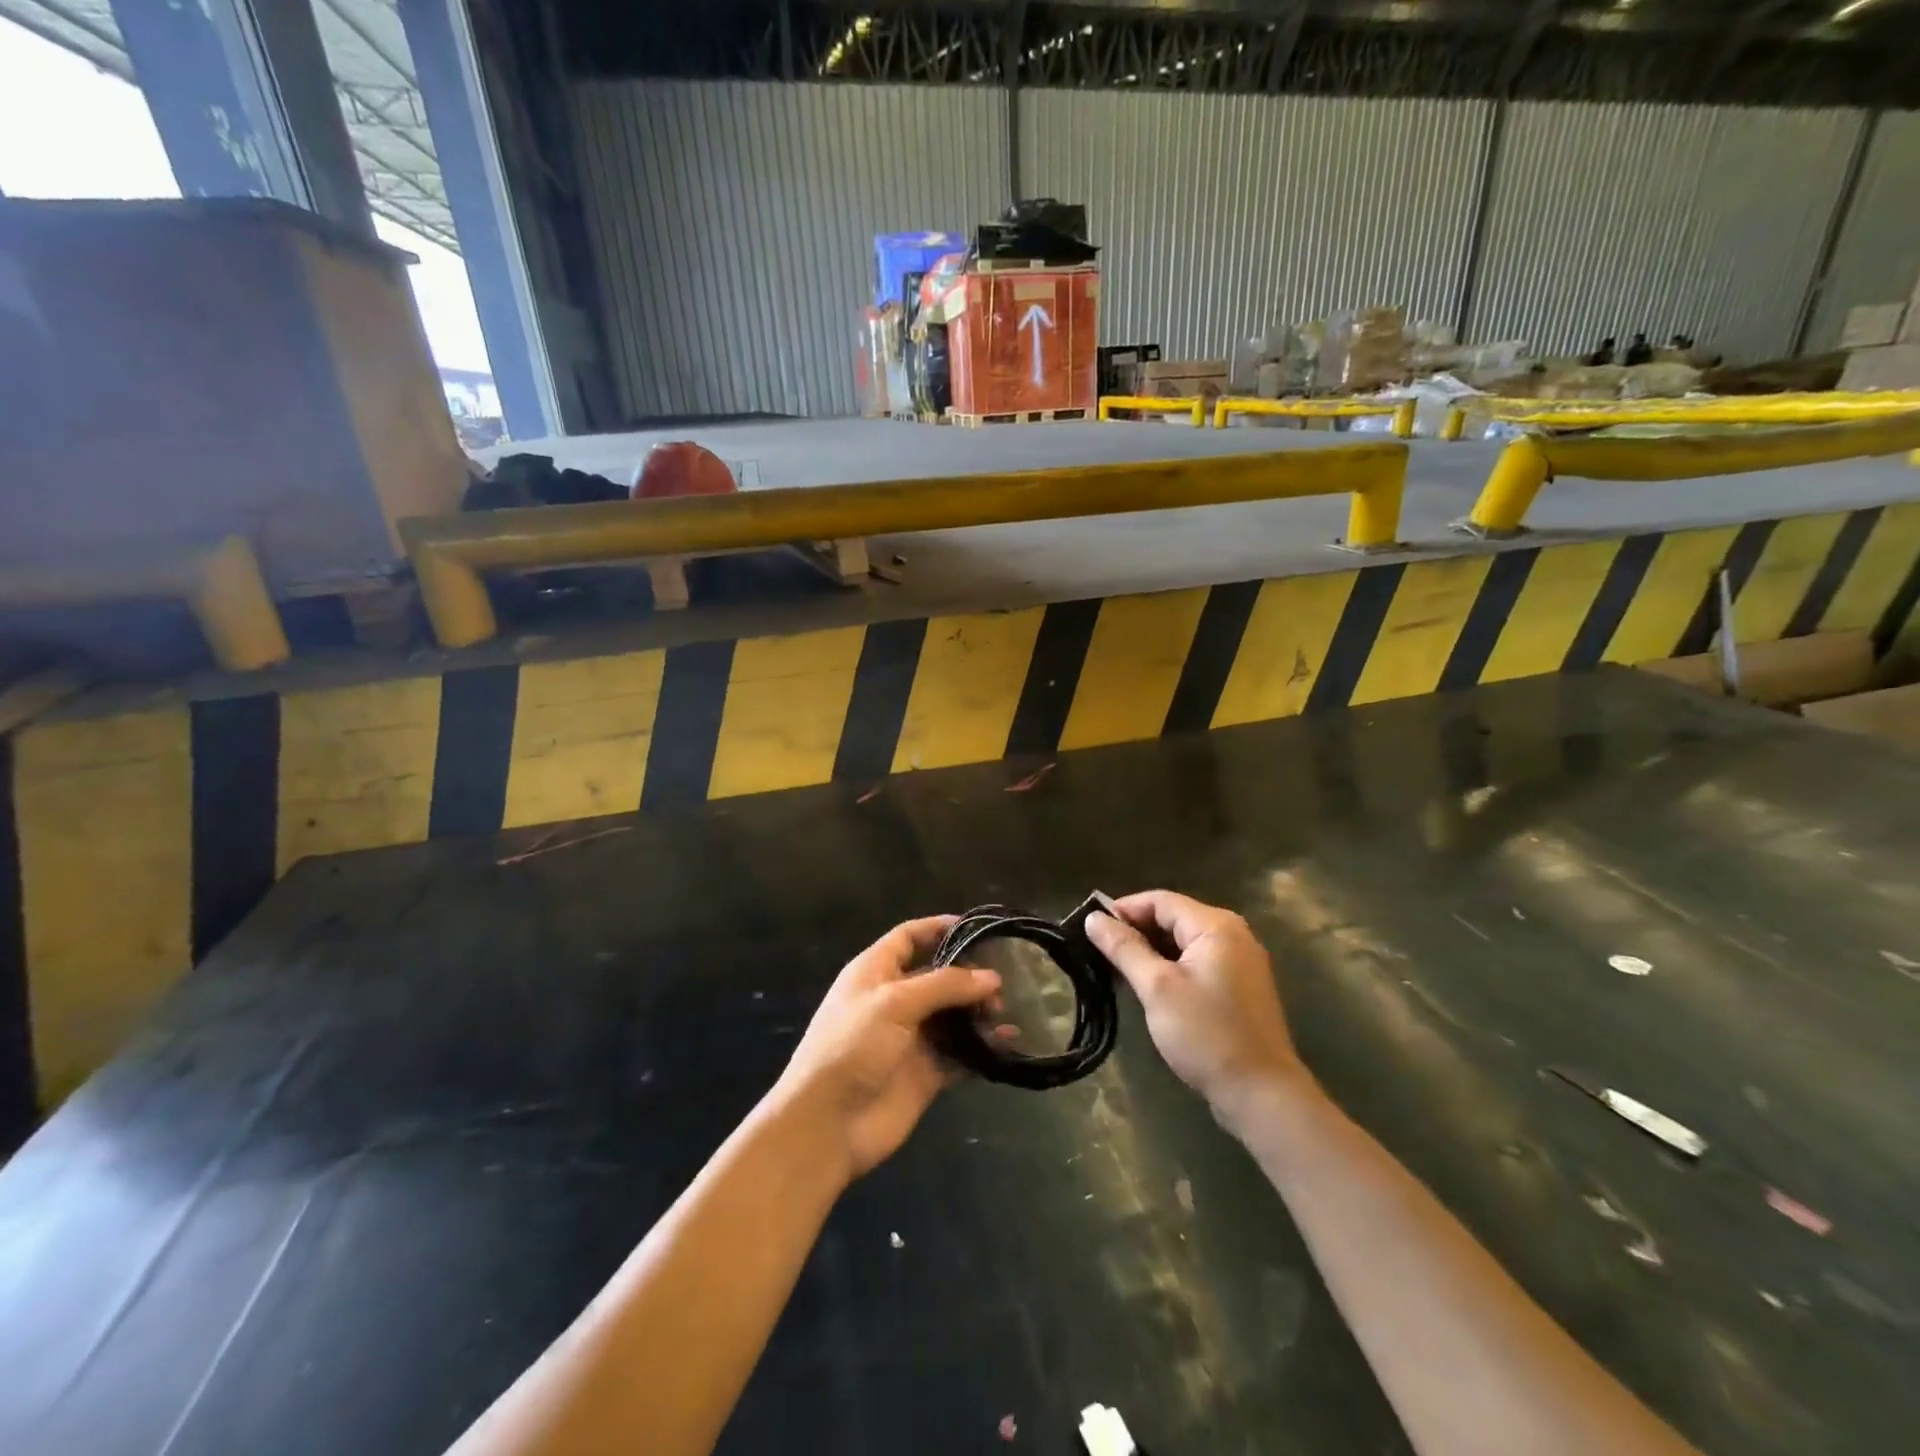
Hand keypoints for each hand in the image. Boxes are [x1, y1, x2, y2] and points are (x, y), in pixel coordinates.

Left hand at [773, 916, 1000, 1179]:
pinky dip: (983, 1048)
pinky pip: (960, 1053)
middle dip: (969, 976)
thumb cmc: (852, 1046)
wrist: (826, 1124)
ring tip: (1003, 1014)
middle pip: (938, 976)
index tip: (977, 927)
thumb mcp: (894, 1003)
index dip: (939, 928)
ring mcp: (910, 1038)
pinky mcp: (925, 1073)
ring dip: (978, 1012)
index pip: (909, 937)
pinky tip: (1008, 1043)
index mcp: (876, 972)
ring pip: (953, 1016)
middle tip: (999, 987)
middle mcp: (894, 1000)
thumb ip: (945, 986)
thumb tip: (992, 977)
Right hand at [1086, 891, 1306, 1117]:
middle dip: (1135, 931)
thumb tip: (1093, 918)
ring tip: (1117, 971)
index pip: (1160, 900)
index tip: (1091, 929)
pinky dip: (1171, 968)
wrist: (1262, 1095)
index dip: (1123, 909)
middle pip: (1173, 918)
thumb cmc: (1206, 1035)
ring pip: (1184, 942)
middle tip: (1099, 952)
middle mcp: (1233, 934)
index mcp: (1216, 926)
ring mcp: (1240, 962)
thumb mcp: (1157, 988)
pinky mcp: (1240, 988)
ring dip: (1151, 952)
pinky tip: (1148, 988)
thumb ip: (1124, 948)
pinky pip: (1197, 963)